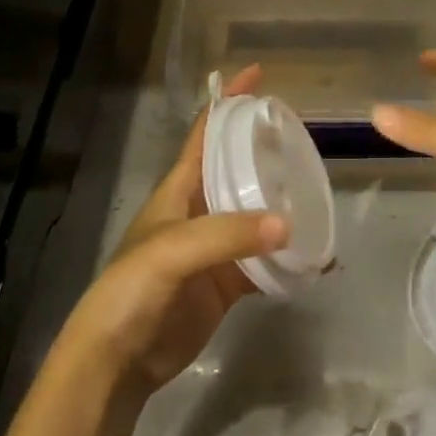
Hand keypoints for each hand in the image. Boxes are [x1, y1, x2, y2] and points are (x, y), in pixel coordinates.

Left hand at [57, 66, 289, 394]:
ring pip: (256, 213)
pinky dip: (290, 258)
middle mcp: (199, 209)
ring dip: (284, 203)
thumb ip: (227, 234)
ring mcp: (215, 247)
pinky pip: (265, 262)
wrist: (117, 361)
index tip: (259, 75)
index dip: (229, 100)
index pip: (206, 131)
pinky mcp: (228, 283)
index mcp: (179, 187)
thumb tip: (288, 224)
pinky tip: (318, 257)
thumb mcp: (172, 250)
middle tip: (304, 136)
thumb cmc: (132, 289)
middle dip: (265, 148)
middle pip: (237, 166)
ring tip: (319, 191)